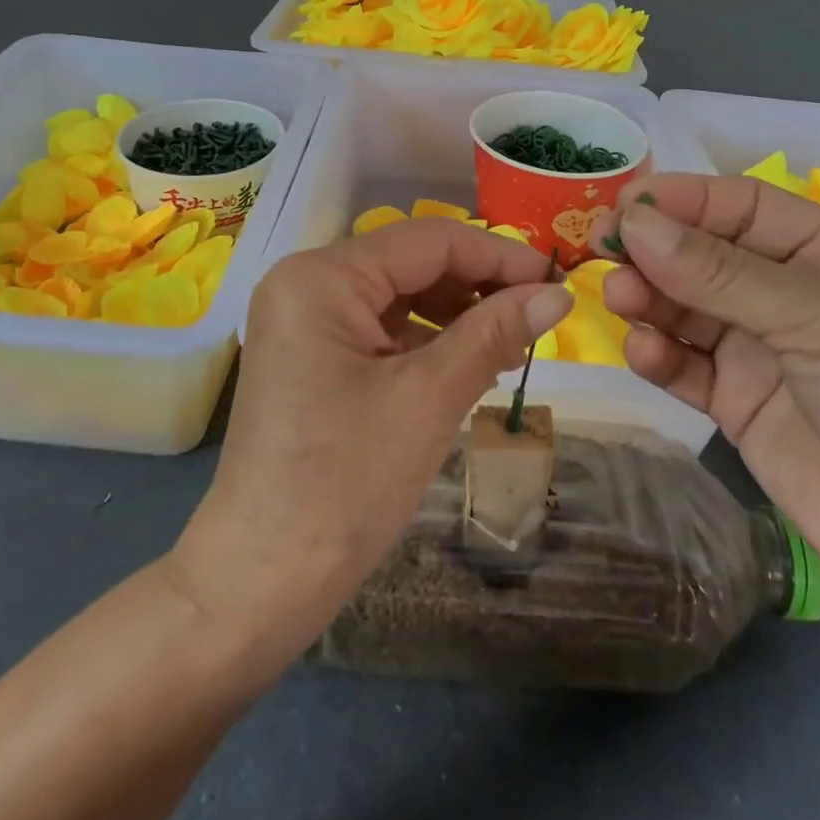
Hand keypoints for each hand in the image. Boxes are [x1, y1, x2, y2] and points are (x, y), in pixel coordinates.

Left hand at [166, 219, 572, 659]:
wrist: (261, 579)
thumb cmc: (346, 484)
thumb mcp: (429, 399)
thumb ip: (494, 334)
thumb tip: (558, 295)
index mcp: (322, 276)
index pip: (428, 240)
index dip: (498, 254)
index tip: (556, 281)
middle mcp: (306, 281)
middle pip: (410, 261)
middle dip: (477, 283)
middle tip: (540, 313)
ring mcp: (303, 317)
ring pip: (398, 293)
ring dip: (456, 311)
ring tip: (512, 340)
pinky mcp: (310, 352)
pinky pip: (379, 326)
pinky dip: (426, 337)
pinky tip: (468, 359)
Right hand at [592, 175, 819, 609]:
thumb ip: (719, 272)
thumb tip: (632, 223)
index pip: (742, 207)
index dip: (683, 199)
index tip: (624, 203)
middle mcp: (790, 295)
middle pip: (704, 254)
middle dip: (654, 248)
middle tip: (602, 248)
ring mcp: (761, 350)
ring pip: (685, 306)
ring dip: (649, 297)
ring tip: (621, 299)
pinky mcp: (736, 403)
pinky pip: (684, 365)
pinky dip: (658, 354)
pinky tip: (644, 353)